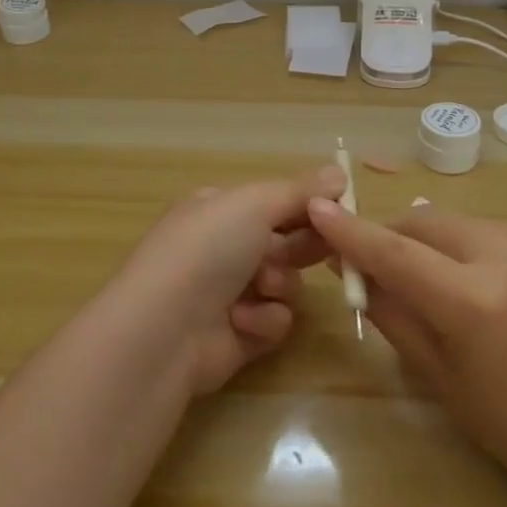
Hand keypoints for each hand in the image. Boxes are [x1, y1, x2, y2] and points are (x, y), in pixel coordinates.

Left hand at [116, 165, 343, 395]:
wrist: (165, 329)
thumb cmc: (207, 250)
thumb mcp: (254, 204)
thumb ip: (299, 191)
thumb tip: (339, 172)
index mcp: (220, 209)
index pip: (275, 202)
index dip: (308, 206)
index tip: (341, 209)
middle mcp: (224, 248)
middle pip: (286, 241)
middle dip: (302, 246)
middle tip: (325, 247)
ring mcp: (231, 293)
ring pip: (287, 282)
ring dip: (281, 284)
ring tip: (261, 288)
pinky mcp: (240, 335)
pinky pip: (276, 320)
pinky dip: (265, 320)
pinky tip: (242, 322)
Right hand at [307, 199, 506, 500]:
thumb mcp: (441, 377)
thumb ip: (394, 315)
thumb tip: (355, 273)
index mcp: (475, 303)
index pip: (396, 253)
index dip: (352, 231)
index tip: (319, 208)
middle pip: (426, 221)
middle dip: (391, 233)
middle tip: (372, 261)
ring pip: (457, 221)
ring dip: (427, 238)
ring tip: (422, 274)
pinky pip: (489, 232)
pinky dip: (463, 245)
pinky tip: (468, 280)